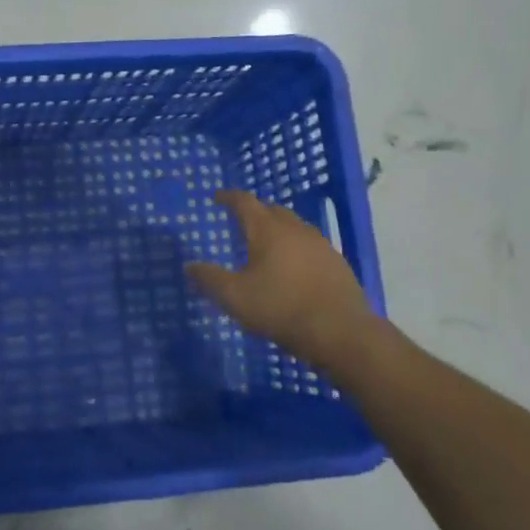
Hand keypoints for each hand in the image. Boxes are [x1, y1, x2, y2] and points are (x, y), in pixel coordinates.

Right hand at [186, 190, 388, 376]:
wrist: (340, 331)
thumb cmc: (280, 308)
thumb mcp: (235, 297)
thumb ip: (210, 279)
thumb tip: (189, 266)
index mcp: (268, 231)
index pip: (245, 202)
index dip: (229, 197)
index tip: (217, 198)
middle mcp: (296, 229)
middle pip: (272, 210)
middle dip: (255, 212)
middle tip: (240, 221)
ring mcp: (321, 245)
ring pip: (294, 226)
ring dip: (278, 229)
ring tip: (266, 244)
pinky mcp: (337, 263)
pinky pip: (310, 245)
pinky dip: (295, 247)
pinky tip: (293, 267)